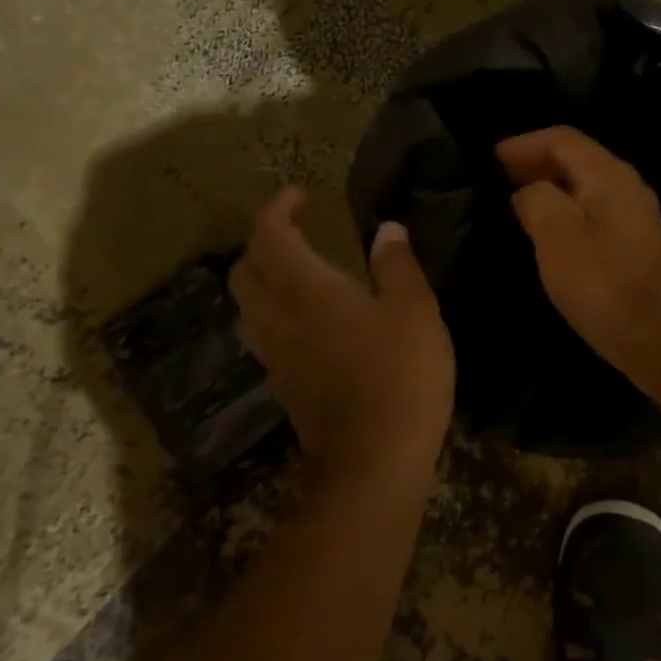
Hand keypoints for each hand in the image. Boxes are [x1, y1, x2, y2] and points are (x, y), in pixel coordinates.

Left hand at [230, 189, 454, 487]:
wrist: (373, 465)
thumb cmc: (399, 377)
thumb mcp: (415, 312)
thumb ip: (396, 265)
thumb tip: (386, 230)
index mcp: (307, 290)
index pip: (270, 236)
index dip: (278, 209)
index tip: (300, 195)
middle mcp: (279, 318)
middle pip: (245, 270)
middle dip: (262, 242)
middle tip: (295, 231)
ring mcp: (275, 355)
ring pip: (248, 305)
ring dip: (262, 278)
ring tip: (297, 270)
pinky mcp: (283, 385)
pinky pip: (263, 334)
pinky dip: (273, 311)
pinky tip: (306, 319)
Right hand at [497, 127, 660, 380]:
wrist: (658, 336)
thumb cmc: (602, 281)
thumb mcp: (556, 233)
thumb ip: (536, 199)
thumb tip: (528, 193)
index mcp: (609, 175)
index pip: (563, 139)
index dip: (525, 143)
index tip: (492, 157)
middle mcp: (626, 185)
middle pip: (577, 158)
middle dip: (536, 161)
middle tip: (500, 175)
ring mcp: (635, 214)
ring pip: (585, 184)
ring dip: (550, 184)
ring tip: (516, 198)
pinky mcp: (635, 242)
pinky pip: (593, 207)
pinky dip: (565, 206)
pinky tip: (547, 228)